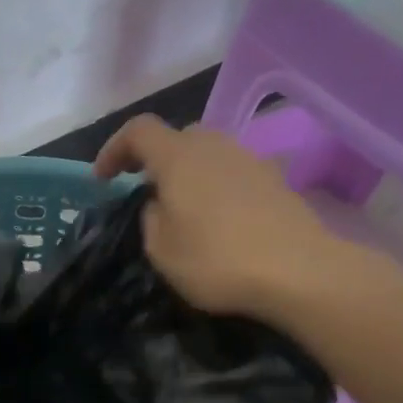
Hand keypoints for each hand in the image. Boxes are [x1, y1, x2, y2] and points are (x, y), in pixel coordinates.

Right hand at [94, 115, 371, 322]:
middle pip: (177, 137)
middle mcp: (215, 145)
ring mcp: (250, 159)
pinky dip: (216, 187)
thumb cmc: (218, 260)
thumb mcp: (161, 250)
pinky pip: (233, 173)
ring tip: (182, 207)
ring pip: (208, 154)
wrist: (300, 272)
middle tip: (144, 190)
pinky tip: (220, 220)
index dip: (114, 148)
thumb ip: (150, 218)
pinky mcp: (275, 180)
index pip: (138, 130)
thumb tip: (159, 204)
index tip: (103, 179)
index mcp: (178, 156)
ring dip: (188, 173)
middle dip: (154, 159)